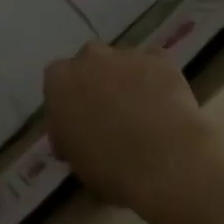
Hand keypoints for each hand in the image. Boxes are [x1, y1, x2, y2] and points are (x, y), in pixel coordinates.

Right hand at [43, 44, 223, 223]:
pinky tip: (165, 104)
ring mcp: (126, 54)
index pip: (57, 84)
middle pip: (89, 65)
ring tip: (144, 116)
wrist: (166, 162)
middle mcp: (89, 57)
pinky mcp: (159, 58)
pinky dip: (156, 78)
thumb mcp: (76, 162)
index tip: (79, 128)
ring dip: (127, 81)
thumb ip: (70, 139)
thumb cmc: (111, 169)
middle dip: (97, 85)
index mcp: (59, 81)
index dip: (69, 105)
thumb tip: (76, 137)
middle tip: (111, 118)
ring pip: (122, 63)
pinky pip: (154, 64)